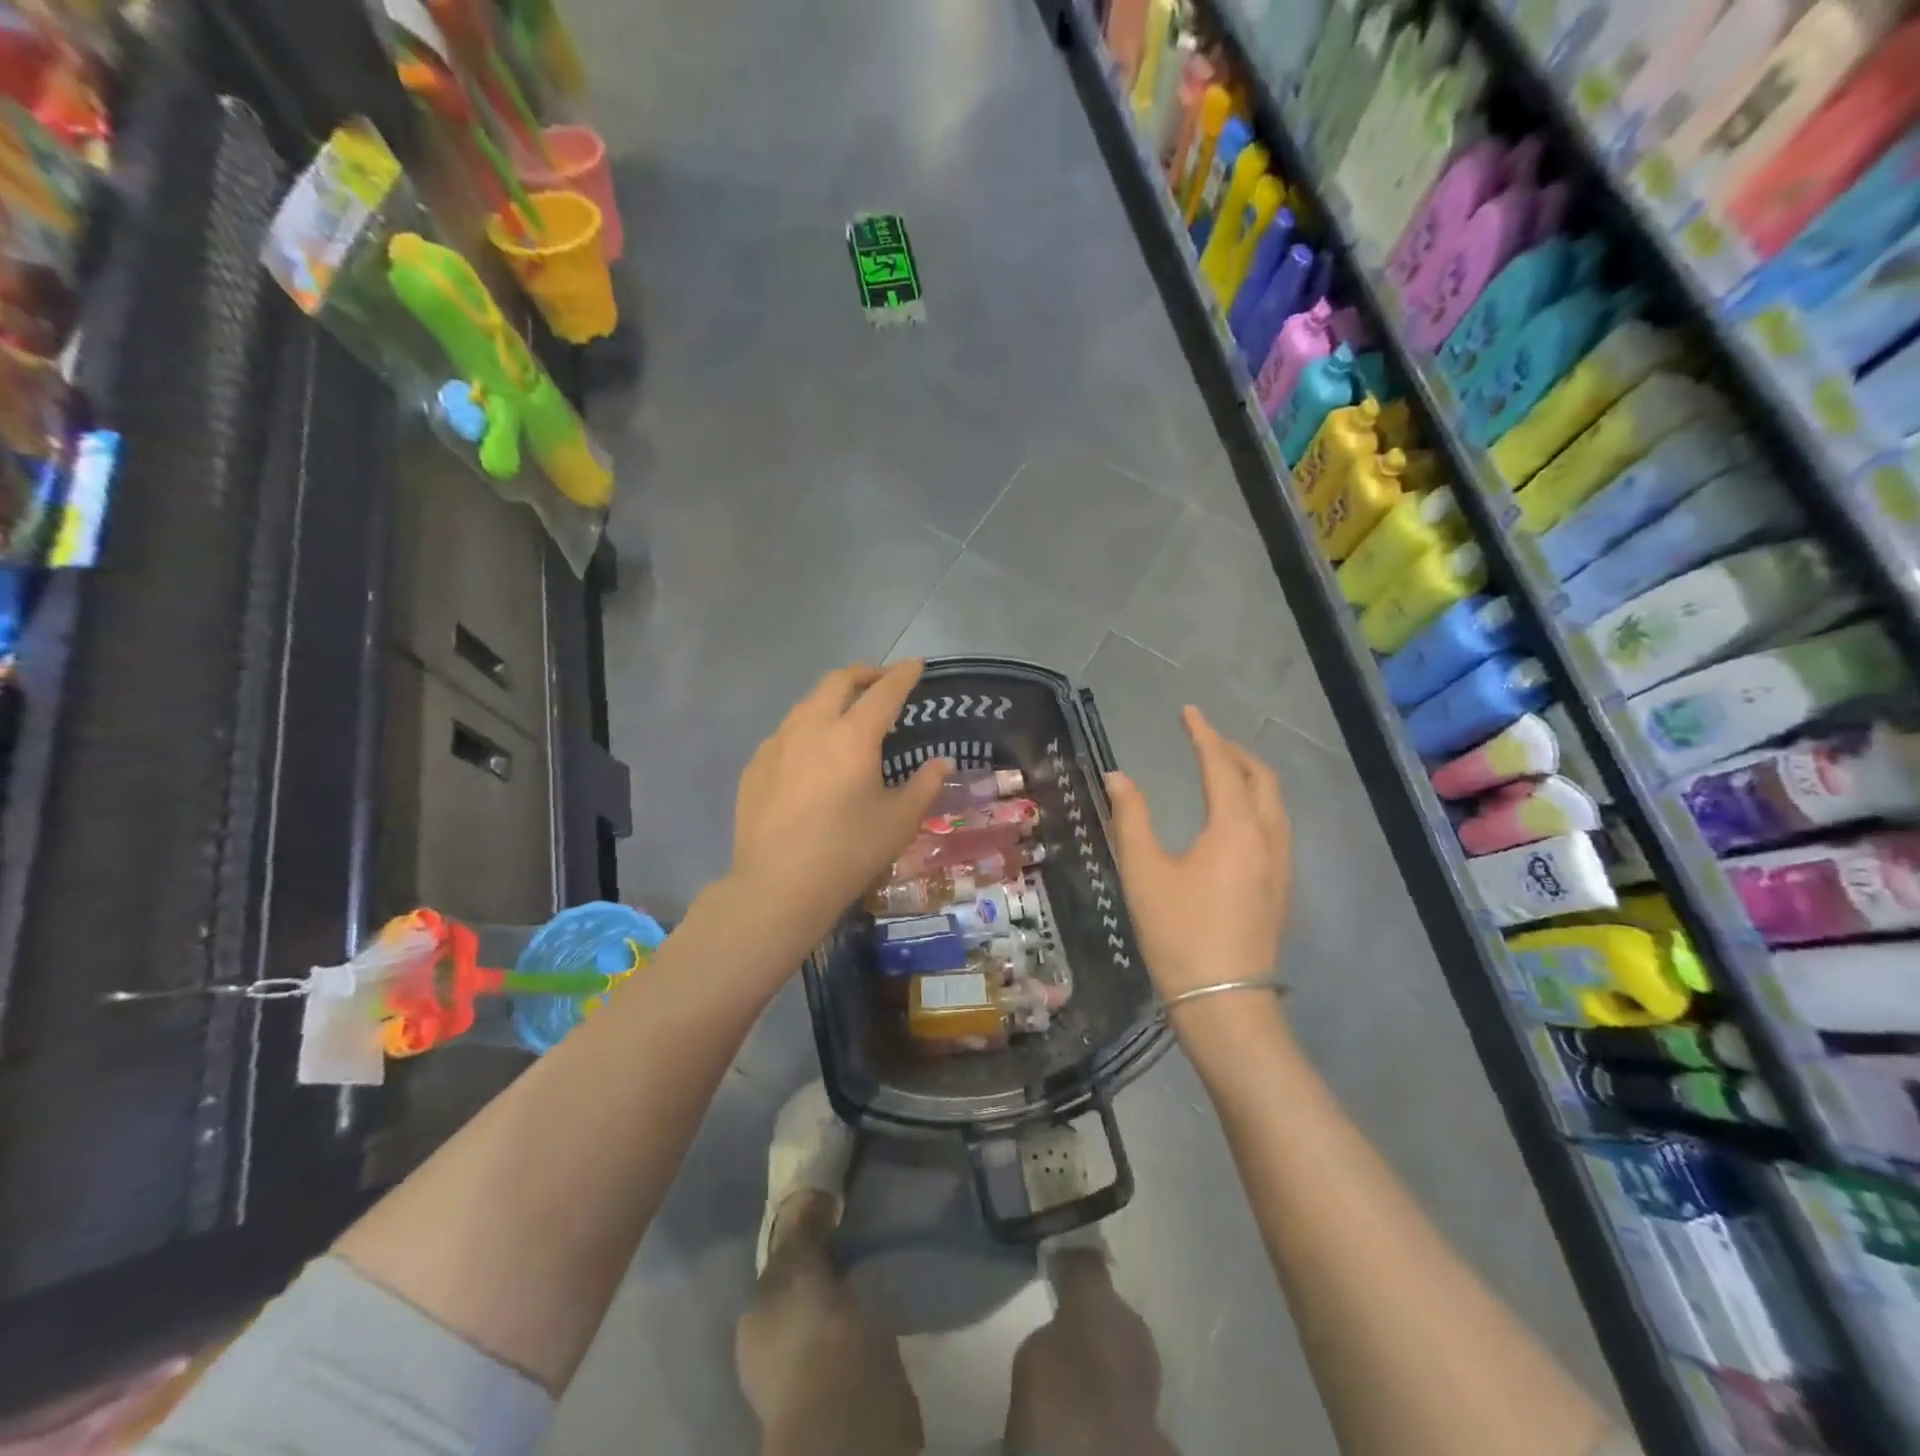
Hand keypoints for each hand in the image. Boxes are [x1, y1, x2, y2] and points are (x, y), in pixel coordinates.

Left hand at [731, 661, 950, 947]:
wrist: (778, 885)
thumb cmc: (848, 852)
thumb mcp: (898, 822)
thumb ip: (924, 785)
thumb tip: (941, 763)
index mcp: (853, 736)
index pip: (884, 692)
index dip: (903, 675)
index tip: (915, 665)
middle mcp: (812, 727)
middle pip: (837, 682)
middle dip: (863, 674)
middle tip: (880, 681)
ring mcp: (777, 744)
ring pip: (807, 703)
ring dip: (832, 698)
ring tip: (846, 714)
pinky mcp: (755, 765)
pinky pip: (785, 732)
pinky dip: (807, 728)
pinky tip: (811, 754)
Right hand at [1106, 707, 1292, 1004]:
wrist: (1224, 1002)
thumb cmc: (1178, 932)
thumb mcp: (1144, 871)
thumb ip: (1131, 817)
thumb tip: (1118, 777)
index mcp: (1236, 827)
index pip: (1222, 765)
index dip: (1204, 735)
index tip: (1188, 712)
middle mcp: (1268, 838)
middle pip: (1262, 778)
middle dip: (1234, 752)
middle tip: (1204, 741)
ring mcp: (1281, 866)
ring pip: (1274, 804)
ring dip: (1250, 778)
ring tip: (1221, 772)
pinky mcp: (1281, 889)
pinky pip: (1276, 827)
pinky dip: (1257, 805)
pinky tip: (1235, 820)